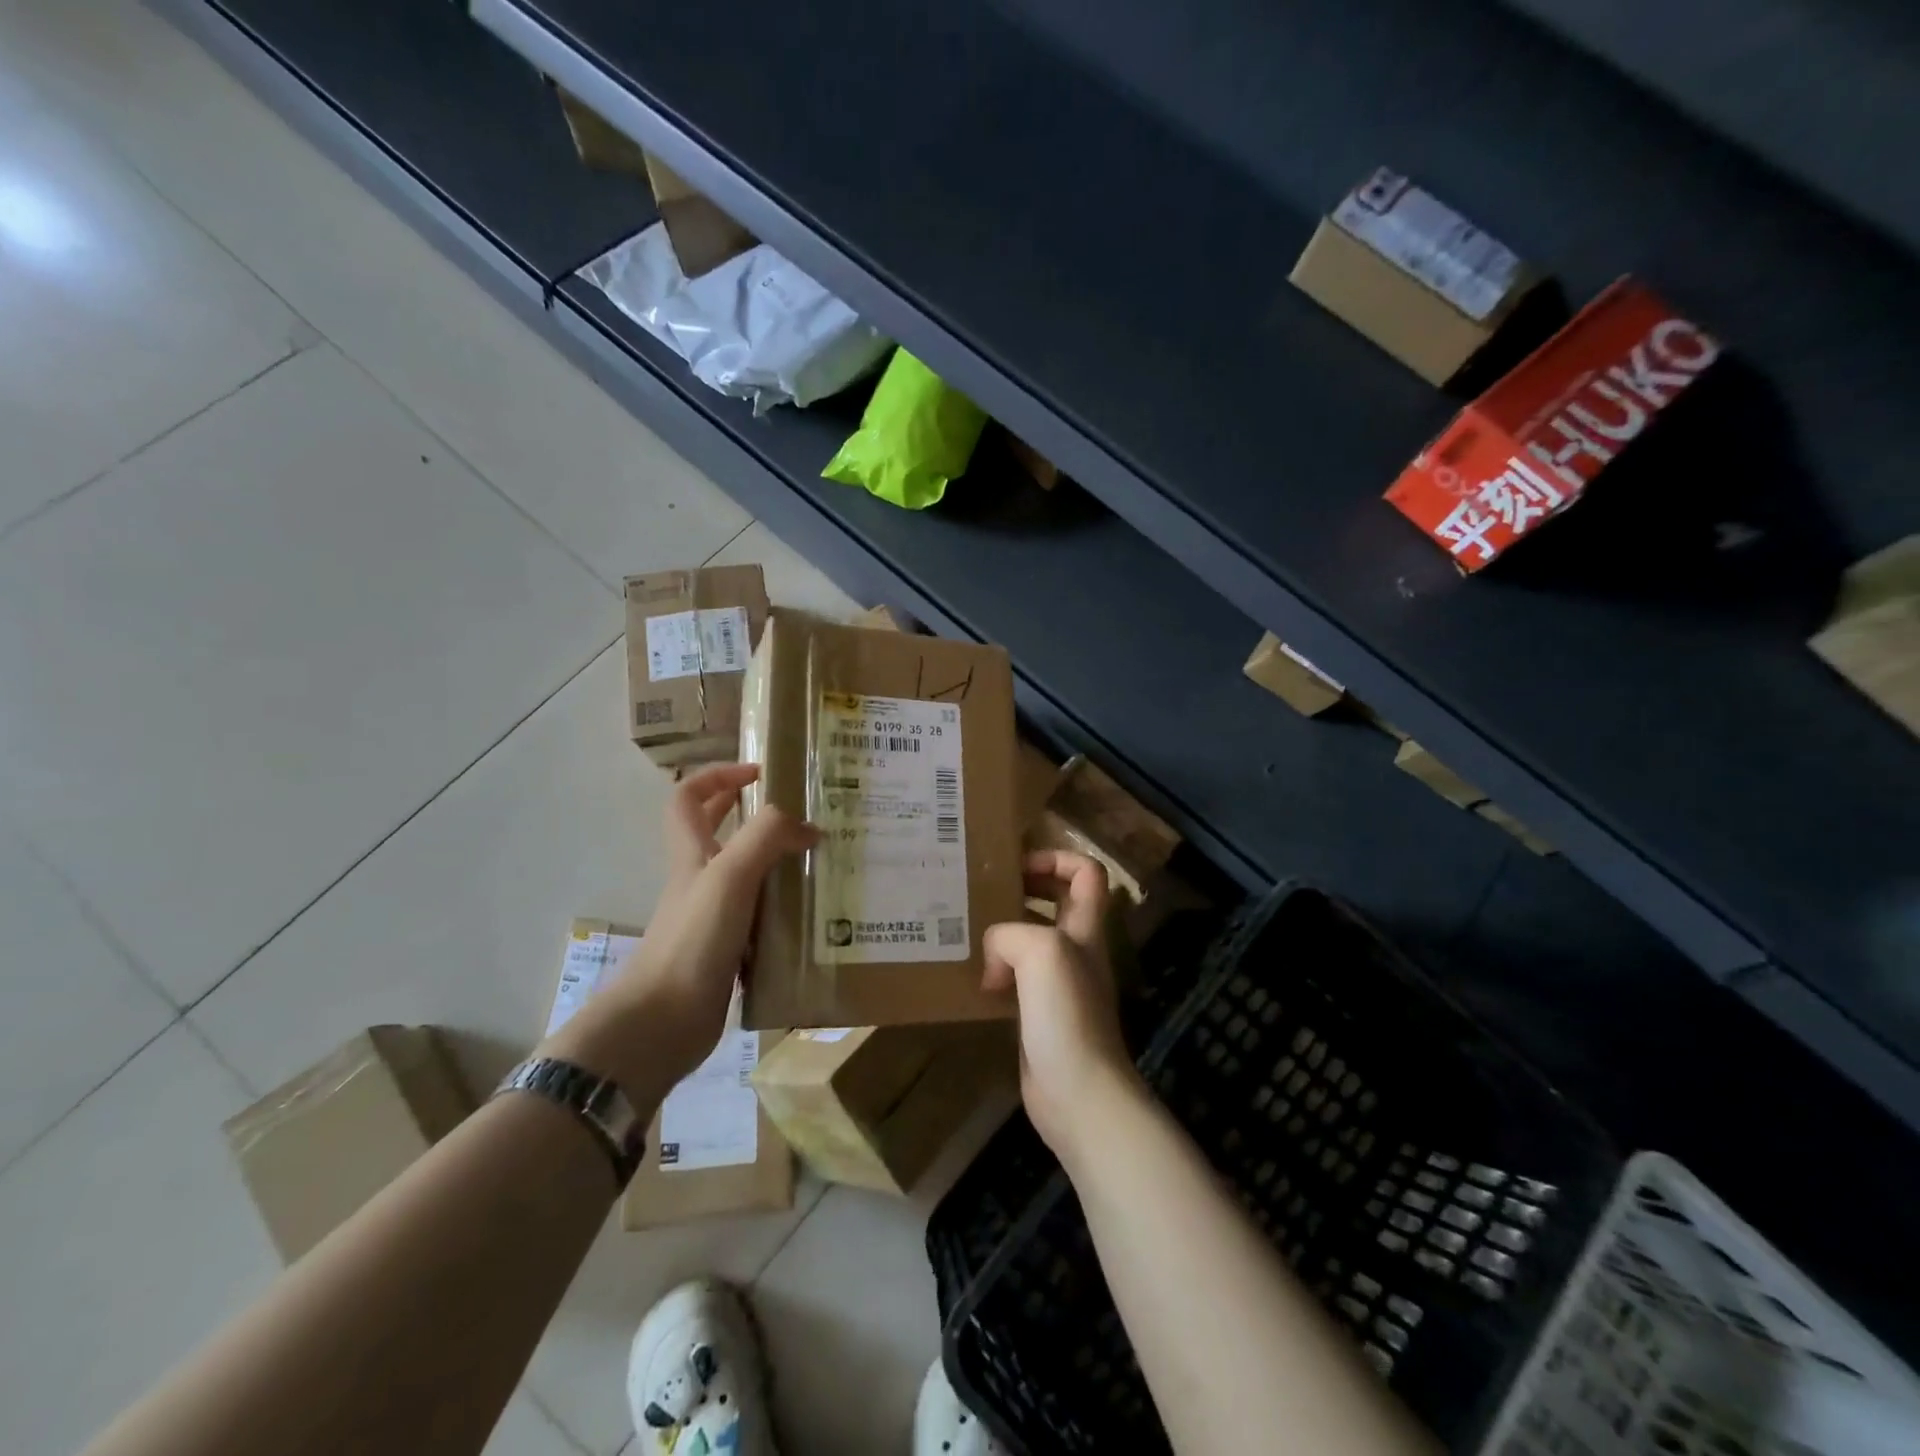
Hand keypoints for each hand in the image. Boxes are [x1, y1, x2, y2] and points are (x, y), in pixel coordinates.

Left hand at [541, 764, 816, 1101]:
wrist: (663, 1022)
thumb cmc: (692, 940)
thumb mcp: (730, 876)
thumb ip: (767, 838)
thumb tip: (809, 827)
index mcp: (693, 853)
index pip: (689, 797)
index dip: (718, 776)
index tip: (760, 772)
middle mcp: (700, 879)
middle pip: (714, 831)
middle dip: (747, 811)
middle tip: (797, 810)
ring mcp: (712, 916)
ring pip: (743, 874)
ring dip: (774, 860)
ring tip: (817, 858)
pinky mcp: (727, 950)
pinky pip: (758, 914)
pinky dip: (781, 906)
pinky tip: (812, 911)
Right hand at [983, 850, 1146, 1164]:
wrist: (1078, 1094)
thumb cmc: (1067, 1014)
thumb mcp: (1041, 952)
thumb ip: (1010, 935)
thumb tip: (993, 961)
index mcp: (1085, 927)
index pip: (1086, 872)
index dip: (1056, 858)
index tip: (1017, 867)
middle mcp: (1076, 949)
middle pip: (1059, 901)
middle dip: (1025, 888)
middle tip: (984, 890)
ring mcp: (1059, 984)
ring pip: (1032, 940)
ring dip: (1005, 930)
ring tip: (967, 927)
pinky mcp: (1039, 1014)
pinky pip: (1016, 977)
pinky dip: (996, 970)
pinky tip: (971, 976)